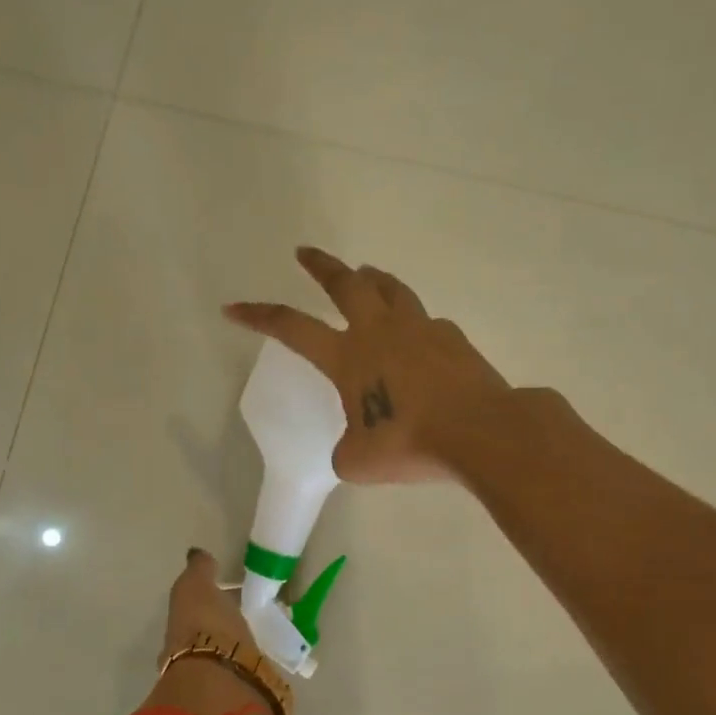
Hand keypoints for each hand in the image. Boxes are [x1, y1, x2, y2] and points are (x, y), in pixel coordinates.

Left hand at [157, 549, 318, 714]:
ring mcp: (231, 713)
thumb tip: (198, 556)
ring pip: (247, 700)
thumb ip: (198, 574)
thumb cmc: (207, 638)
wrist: (222, 696)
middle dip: (236, 656)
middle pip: (220, 667)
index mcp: (186, 651)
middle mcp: (204, 685)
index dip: (211, 617)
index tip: (235, 604)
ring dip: (260, 691)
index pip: (196, 632)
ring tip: (283, 677)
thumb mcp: (196, 592)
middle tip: (261, 639)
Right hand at [224, 247, 511, 483]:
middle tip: (305, 253)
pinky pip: (427, 322)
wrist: (482, 433)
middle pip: (345, 283)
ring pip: (391, 289)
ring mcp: (421, 329)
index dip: (259, 316)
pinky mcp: (455, 340)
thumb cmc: (410, 445)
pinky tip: (418, 340)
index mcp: (348, 356)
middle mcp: (381, 331)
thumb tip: (358, 443)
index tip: (233, 307)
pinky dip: (414, 323)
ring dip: (371, 279)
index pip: (292, 328)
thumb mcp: (358, 461)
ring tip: (365, 274)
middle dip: (321, 266)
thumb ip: (347, 448)